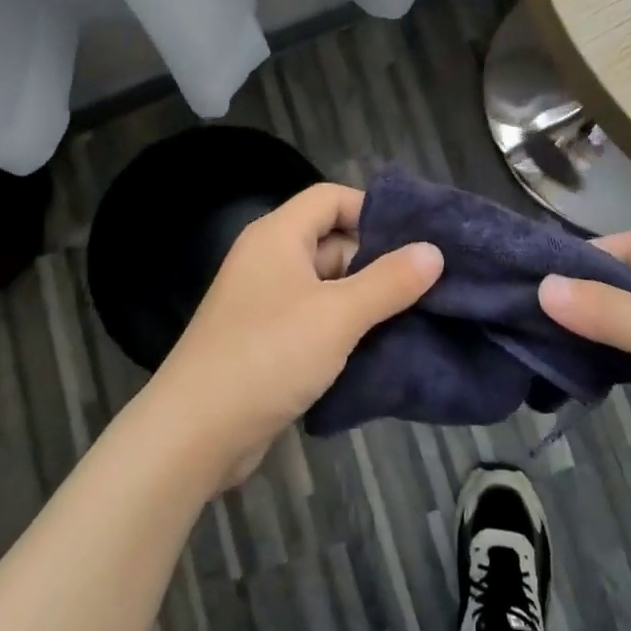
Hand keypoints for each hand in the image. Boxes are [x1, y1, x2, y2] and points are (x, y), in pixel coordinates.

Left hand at [153, 183, 442, 488]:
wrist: (196, 433)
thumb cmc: (268, 355)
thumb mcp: (338, 314)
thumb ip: (389, 281)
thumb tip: (434, 251)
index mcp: (278, 236)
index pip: (330, 198)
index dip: (372, 210)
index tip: (415, 241)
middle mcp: (269, 260)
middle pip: (332, 242)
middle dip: (377, 262)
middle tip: (427, 285)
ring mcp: (265, 303)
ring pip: (327, 287)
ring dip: (365, 302)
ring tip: (417, 318)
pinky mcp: (266, 343)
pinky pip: (315, 321)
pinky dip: (345, 331)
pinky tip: (381, 350)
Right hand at [538, 235, 630, 547]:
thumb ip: (610, 312)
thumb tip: (543, 287)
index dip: (589, 254)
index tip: (542, 275)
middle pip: (625, 286)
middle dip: (582, 296)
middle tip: (530, 309)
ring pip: (624, 329)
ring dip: (590, 334)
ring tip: (541, 341)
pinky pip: (630, 366)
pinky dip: (604, 367)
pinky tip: (574, 376)